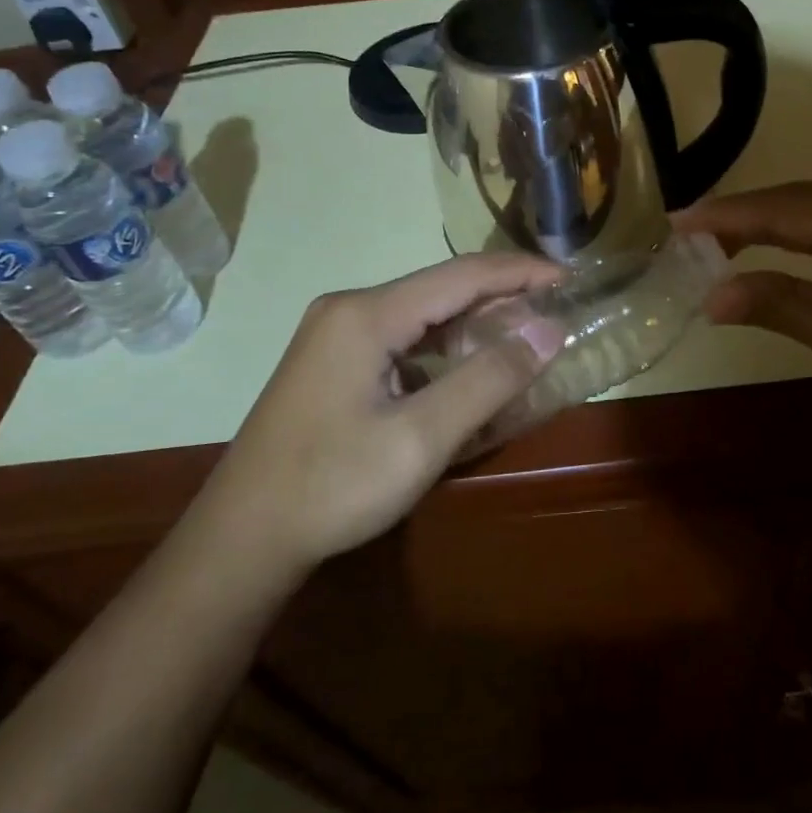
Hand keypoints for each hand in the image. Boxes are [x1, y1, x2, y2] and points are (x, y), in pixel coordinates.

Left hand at [208, 255, 563, 567]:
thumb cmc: (332, 487)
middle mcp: (350, 309)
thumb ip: (488, 379)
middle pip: (442, 289)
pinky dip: (444, 349)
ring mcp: (336, 334)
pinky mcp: (333, 361)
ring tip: (524, 341)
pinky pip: (403, 339)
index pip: (463, 274)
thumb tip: (549, 331)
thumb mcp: (421, 437)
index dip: (521, 272)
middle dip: (502, 298)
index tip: (570, 279)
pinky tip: (469, 370)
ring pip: (423, 315)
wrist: (241, 540)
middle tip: (555, 316)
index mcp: (367, 313)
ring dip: (474, 325)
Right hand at [675, 179, 811, 442]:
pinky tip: (792, 248)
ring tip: (728, 242)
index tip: (676, 222)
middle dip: (749, 217)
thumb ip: (781, 304)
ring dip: (780, 225)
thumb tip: (712, 294)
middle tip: (694, 235)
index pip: (786, 206)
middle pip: (808, 199)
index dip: (728, 215)